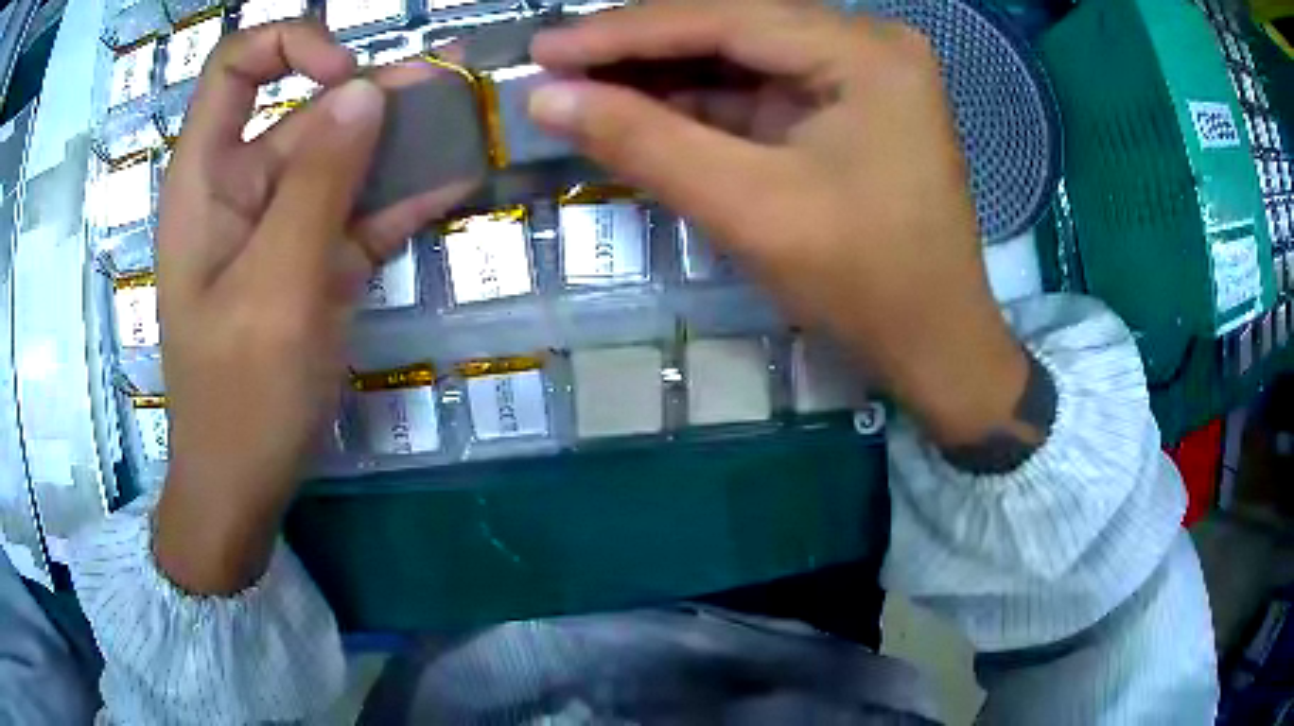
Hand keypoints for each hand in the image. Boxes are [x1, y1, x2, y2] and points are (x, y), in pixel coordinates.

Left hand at [154, 21, 474, 594]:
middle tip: (455, 84)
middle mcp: (242, 187)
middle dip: (378, 94)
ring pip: (343, 159)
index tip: (347, 78)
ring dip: (404, 140)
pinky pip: (359, 212)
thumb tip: (367, 92)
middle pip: (308, 110)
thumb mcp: (276, 286)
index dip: (291, 47)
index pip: (236, 67)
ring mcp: (281, 226)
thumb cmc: (240, 396)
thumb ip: (317, 183)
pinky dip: (404, 196)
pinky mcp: (312, 261)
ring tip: (469, 117)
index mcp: (207, 179)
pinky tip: (458, 180)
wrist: (243, 482)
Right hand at [528, 2, 1030, 446]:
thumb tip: (547, 98)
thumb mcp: (749, 209)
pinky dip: (701, 104)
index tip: (544, 45)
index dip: (623, 32)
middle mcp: (867, 45)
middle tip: (555, 64)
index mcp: (864, 52)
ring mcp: (862, 75)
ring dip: (663, 76)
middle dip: (640, 50)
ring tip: (581, 85)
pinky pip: (762, 92)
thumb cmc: (864, 284)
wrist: (937, 347)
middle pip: (732, 28)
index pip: (724, 18)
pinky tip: (641, 108)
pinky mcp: (849, 109)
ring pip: (742, 59)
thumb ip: (644, 141)